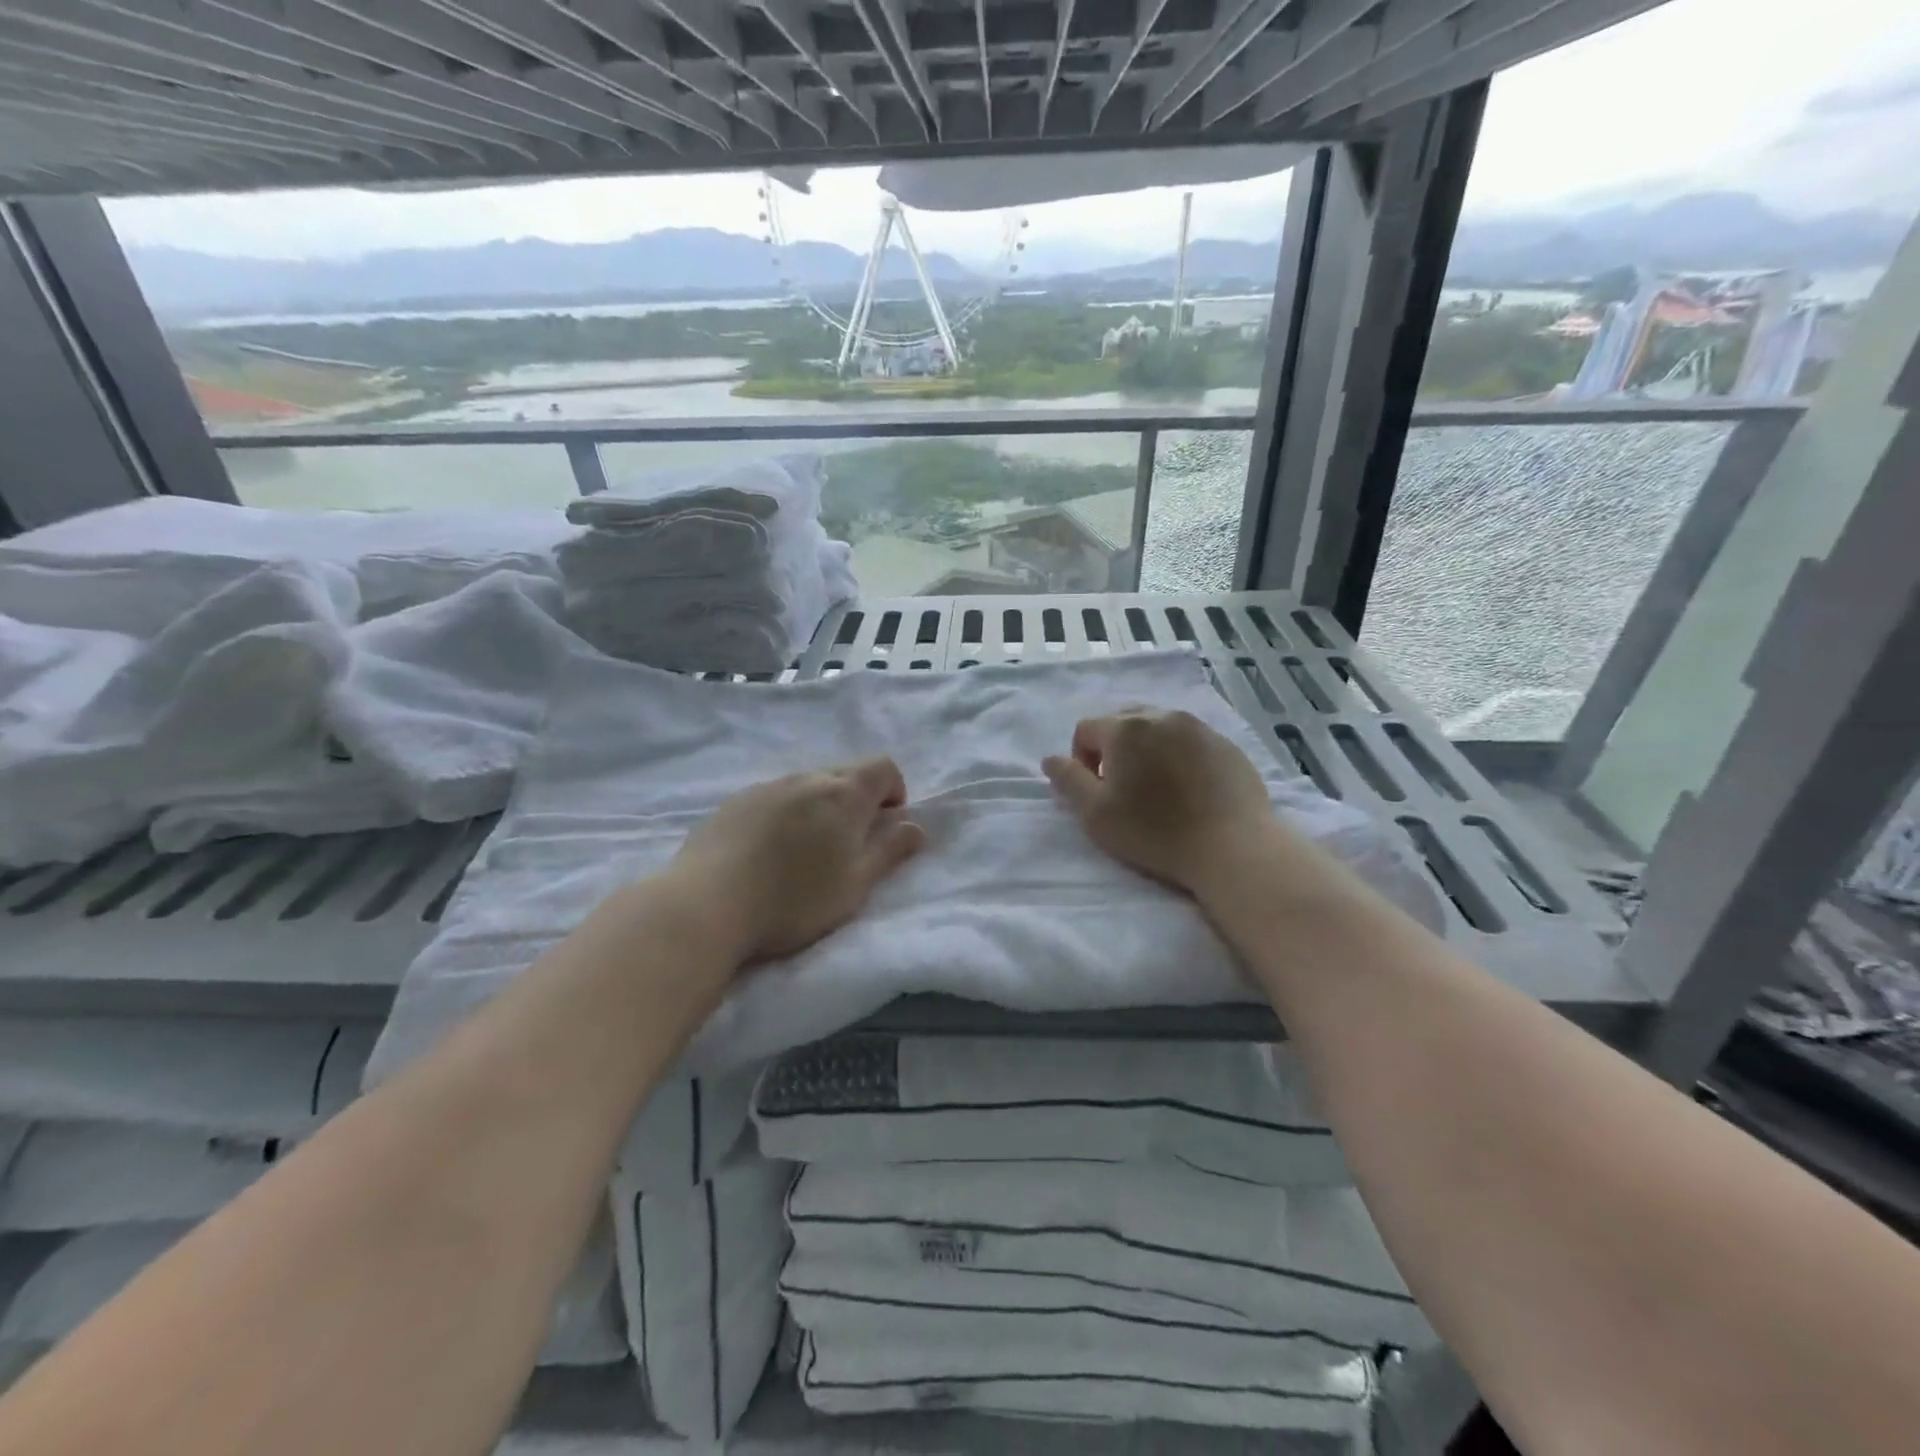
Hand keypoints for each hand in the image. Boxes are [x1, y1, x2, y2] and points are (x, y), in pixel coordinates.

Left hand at [667, 757, 926, 962]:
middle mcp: (806, 778)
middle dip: (857, 801)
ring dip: (819, 808)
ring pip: (807, 786)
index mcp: (844, 794)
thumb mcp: (856, 884)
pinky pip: (774, 798)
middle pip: (845, 774)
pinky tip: (768, 853)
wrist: (705, 905)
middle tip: (848, 846)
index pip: (884, 767)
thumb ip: (890, 851)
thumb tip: (916, 826)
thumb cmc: (794, 900)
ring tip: (805, 853)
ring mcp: (766, 787)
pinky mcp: (734, 802)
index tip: (885, 826)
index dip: (894, 791)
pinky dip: (785, 815)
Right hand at [1043, 709, 1281, 895]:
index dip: (1081, 760)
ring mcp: (1199, 728)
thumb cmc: (1155, 833)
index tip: (1096, 792)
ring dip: (1147, 750)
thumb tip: (1051, 759)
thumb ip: (1068, 781)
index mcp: (1126, 729)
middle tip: (1124, 789)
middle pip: (1123, 722)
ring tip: (1157, 789)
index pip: (1086, 729)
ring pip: (1158, 728)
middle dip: (1114, 750)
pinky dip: (1179, 757)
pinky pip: (1190, 741)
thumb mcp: (1095, 814)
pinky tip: (1189, 791)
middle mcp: (1162, 716)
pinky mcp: (1227, 745)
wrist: (1233, 847)